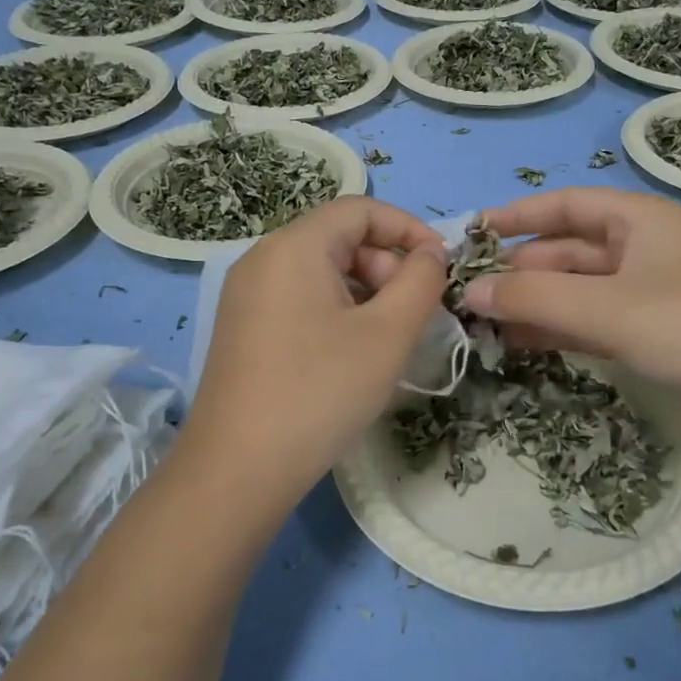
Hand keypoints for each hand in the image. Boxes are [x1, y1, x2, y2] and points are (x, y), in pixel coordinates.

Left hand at [180, 197, 448, 506]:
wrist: (238, 471)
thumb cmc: (320, 392)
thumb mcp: (387, 334)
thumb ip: (420, 281)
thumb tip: (432, 252)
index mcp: (293, 247)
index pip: (361, 210)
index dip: (409, 229)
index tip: (442, 266)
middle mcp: (263, 260)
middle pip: (341, 239)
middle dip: (388, 267)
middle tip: (415, 316)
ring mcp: (248, 296)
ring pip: (323, 273)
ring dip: (368, 294)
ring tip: (390, 340)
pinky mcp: (245, 329)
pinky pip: (302, 300)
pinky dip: (339, 313)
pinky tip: (354, 355)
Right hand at [463, 187, 680, 443]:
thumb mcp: (609, 310)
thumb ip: (535, 300)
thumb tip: (469, 294)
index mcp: (640, 220)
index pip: (565, 205)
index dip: (516, 216)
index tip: (471, 234)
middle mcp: (644, 248)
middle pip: (568, 251)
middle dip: (520, 272)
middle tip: (470, 297)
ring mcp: (651, 292)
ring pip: (579, 290)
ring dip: (536, 305)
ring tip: (485, 327)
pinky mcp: (656, 333)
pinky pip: (595, 321)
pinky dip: (561, 330)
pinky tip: (524, 346)